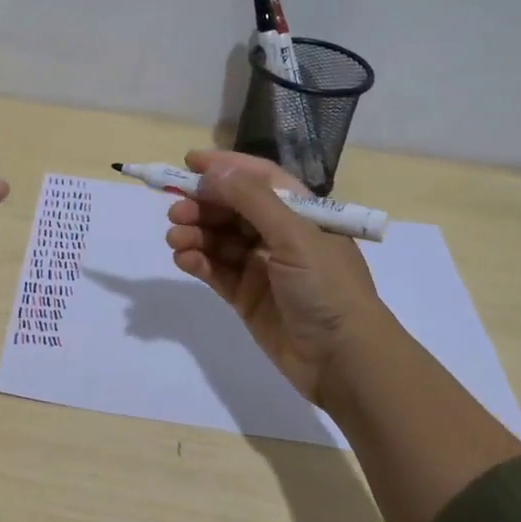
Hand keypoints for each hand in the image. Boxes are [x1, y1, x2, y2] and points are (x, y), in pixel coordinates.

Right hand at [164, 149, 397, 410]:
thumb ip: (252, 200)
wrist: (345, 360)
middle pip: (232, 208)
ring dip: (195, 233)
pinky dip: (198, 261)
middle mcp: (280, 234)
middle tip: (175, 211)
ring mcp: (262, 266)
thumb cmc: (327, 286)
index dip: (225, 167)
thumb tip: (214, 171)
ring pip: (219, 239)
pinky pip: (216, 270)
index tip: (188, 161)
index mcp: (300, 212)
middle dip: (203, 204)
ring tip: (175, 239)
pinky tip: (184, 259)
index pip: (258, 178)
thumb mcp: (295, 234)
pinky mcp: (247, 296)